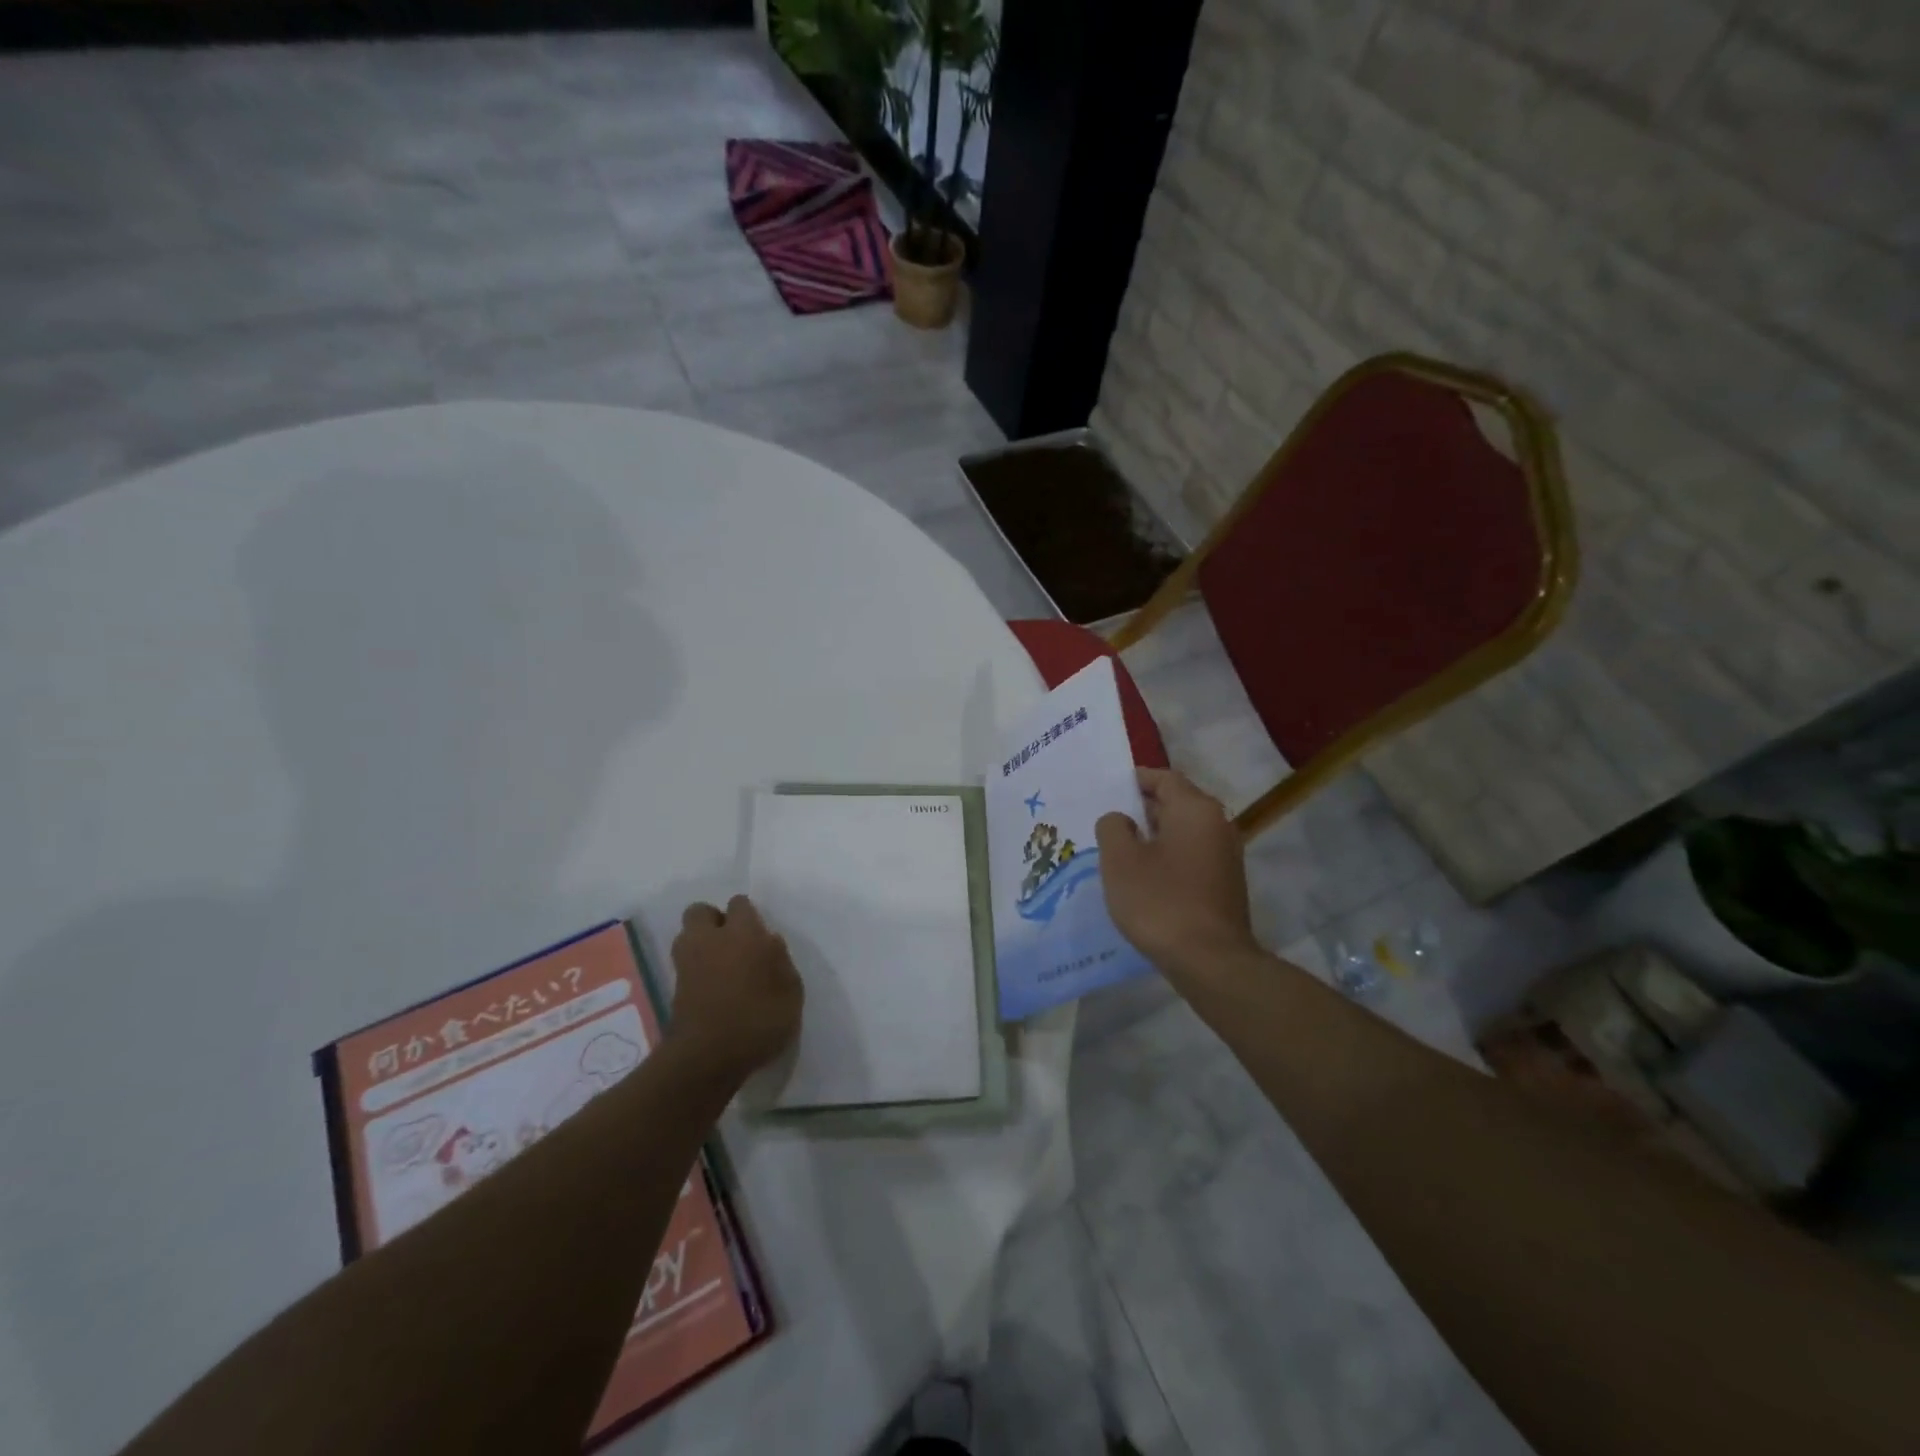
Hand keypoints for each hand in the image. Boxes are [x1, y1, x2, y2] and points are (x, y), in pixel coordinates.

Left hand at [669, 896, 803, 1080]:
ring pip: (687, 936)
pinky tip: (712, 988)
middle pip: (700, 911)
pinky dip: (695, 969)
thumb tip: (769, 943)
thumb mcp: (791, 992)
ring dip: (701, 943)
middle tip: (733, 943)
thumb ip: (781, 962)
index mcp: (743, 933)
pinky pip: (684, 964)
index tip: (760, 935)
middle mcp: (710, 939)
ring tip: (721, 965)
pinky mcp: (673, 988)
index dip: (748, 915)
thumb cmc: (758, 1019)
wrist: (707, 1058)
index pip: (739, 903)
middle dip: (714, 920)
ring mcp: (687, 963)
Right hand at [1097, 769, 1256, 978]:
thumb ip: (1113, 828)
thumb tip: (1121, 819)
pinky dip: (1168, 856)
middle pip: (1176, 803)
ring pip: (1183, 832)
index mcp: (1195, 809)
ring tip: (1121, 849)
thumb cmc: (1160, 901)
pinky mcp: (1225, 883)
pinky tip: (1145, 876)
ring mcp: (1226, 855)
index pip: (1164, 778)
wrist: (1210, 961)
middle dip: (1142, 808)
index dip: (1136, 780)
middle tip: (1109, 820)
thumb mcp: (1120, 861)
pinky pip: (1191, 855)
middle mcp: (1217, 824)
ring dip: (1155, 835)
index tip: (1109, 788)